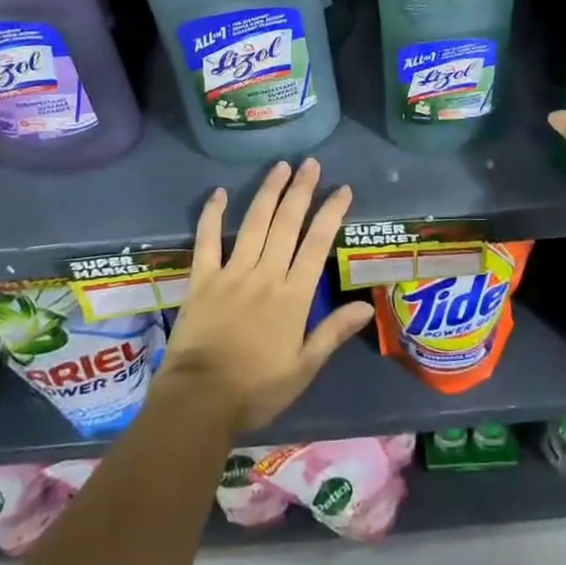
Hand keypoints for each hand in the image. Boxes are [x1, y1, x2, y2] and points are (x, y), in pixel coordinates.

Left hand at [159, 158, 374, 436]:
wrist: (199, 401)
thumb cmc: (256, 389)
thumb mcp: (303, 368)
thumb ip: (332, 333)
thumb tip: (366, 307)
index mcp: (293, 296)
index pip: (317, 244)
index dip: (331, 213)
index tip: (342, 189)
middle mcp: (265, 274)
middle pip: (287, 224)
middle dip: (301, 190)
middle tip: (310, 163)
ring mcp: (231, 273)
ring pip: (254, 223)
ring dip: (268, 192)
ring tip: (280, 166)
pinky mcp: (202, 279)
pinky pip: (207, 240)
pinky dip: (212, 215)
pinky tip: (219, 192)